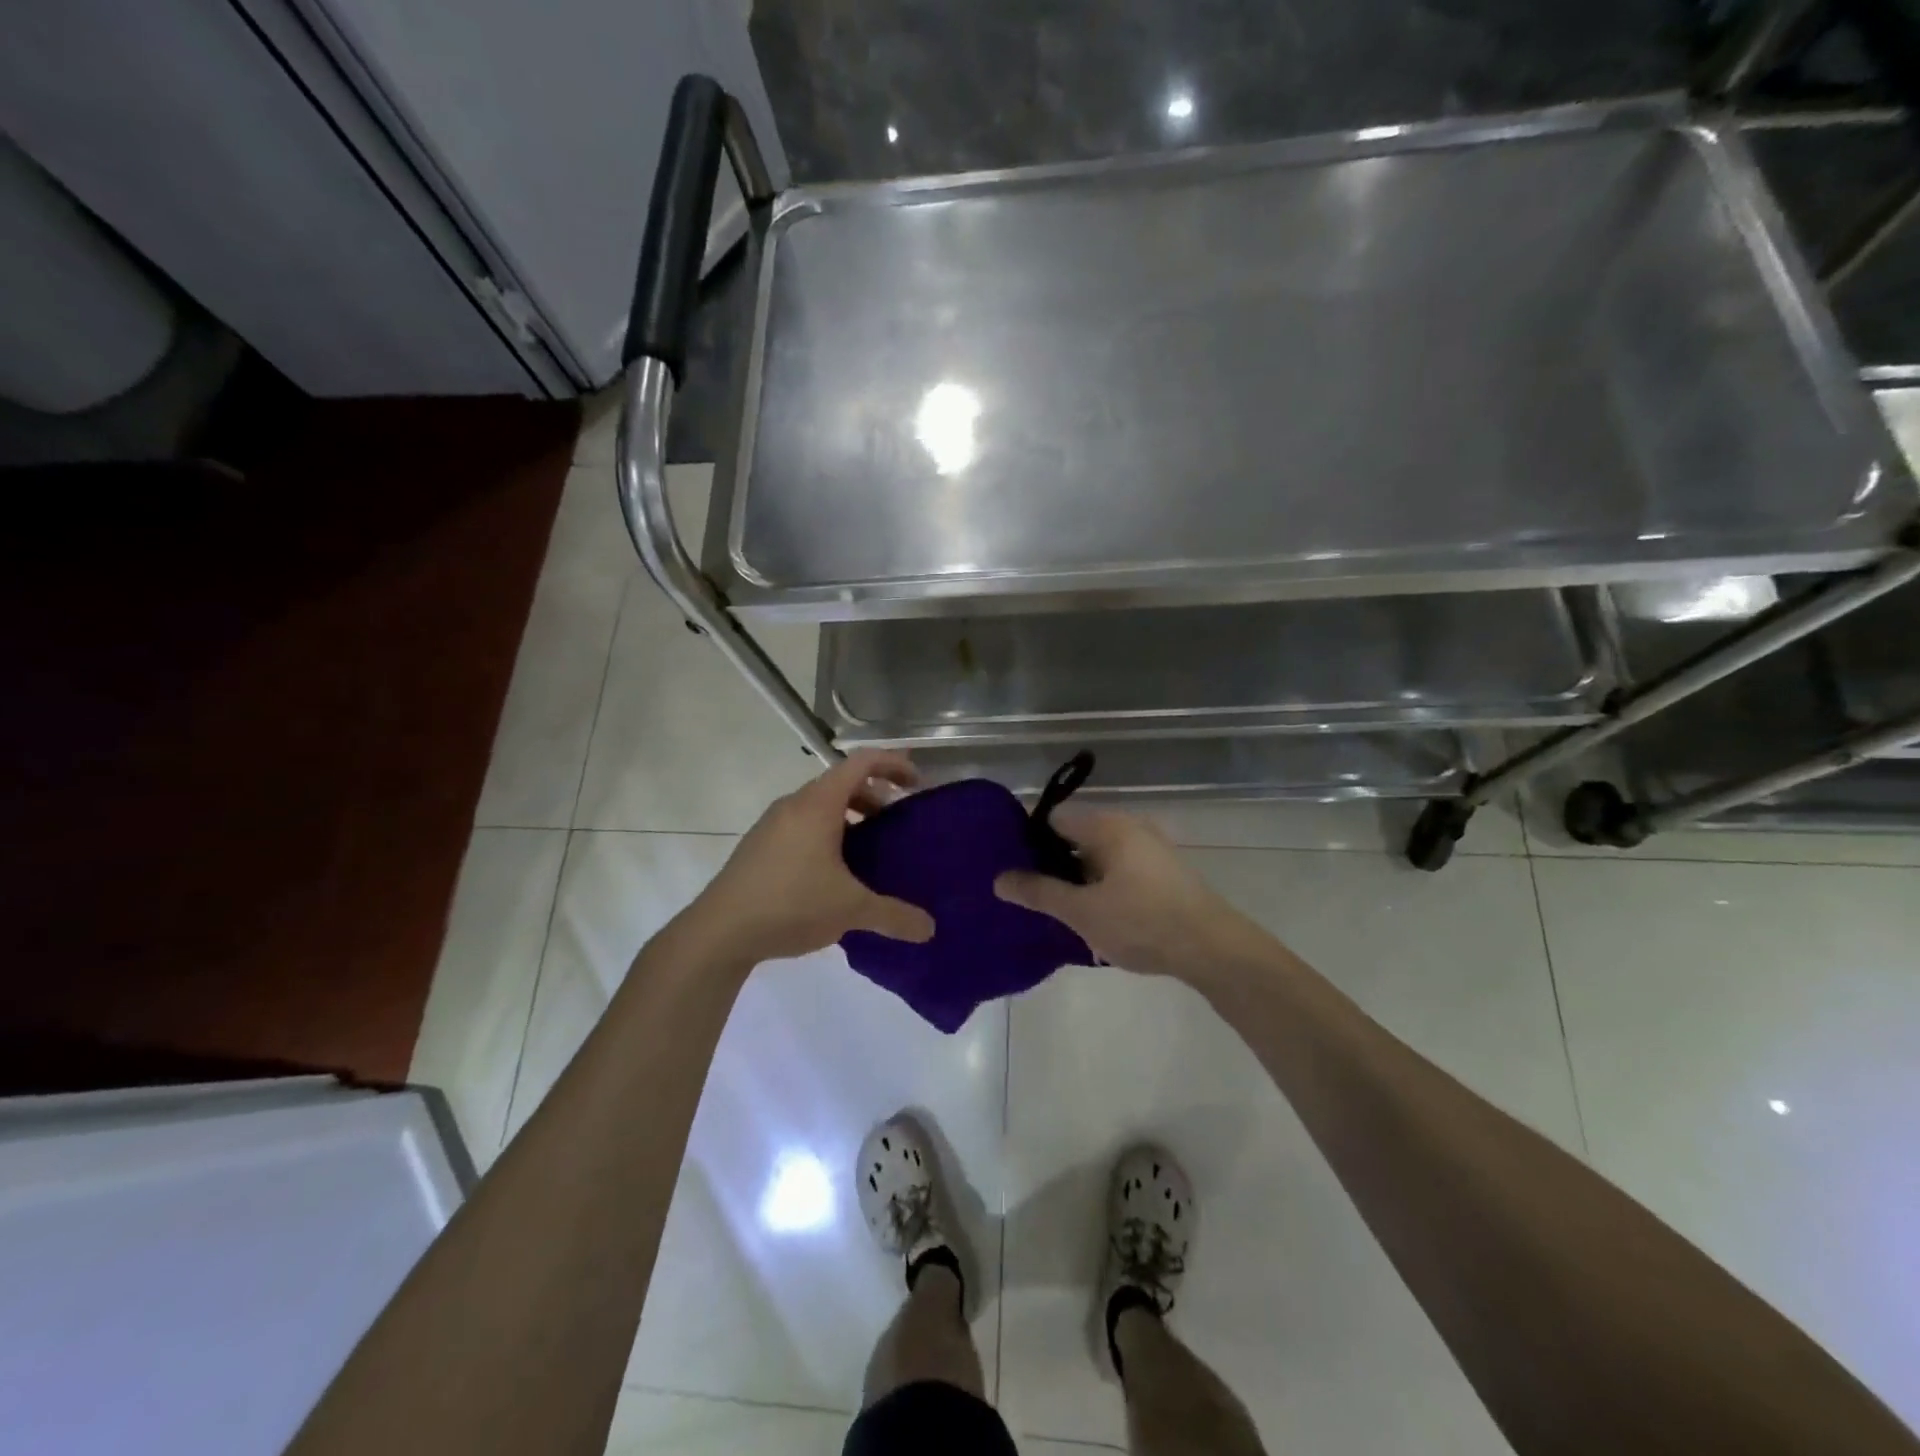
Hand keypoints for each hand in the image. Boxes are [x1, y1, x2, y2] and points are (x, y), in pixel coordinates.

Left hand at [680, 750, 936, 967]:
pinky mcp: (760, 846)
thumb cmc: (790, 904)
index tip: (916, 783)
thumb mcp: (850, 909)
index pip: (861, 762)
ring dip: (850, 815)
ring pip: (820, 805)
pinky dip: (828, 832)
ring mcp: (772, 825)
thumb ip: (893, 916)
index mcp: (818, 805)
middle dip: (875, 794)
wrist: (719, 932)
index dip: (892, 764)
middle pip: (841, 782)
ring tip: (870, 847)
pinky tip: (834, 871)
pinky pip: (802, 824)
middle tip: (898, 819)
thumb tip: (930, 929)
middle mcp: (794, 805)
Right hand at [993, 805, 1269, 982]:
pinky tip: (1097, 919)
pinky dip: (1103, 889)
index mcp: (1108, 826)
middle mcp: (1130, 827)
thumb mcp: (1082, 912)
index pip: (1054, 820)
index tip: (1012, 870)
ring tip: (1062, 913)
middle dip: (1053, 866)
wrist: (1214, 949)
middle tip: (1033, 897)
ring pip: (1099, 858)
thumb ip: (1039, 892)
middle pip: (1076, 838)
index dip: (1028, 842)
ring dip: (1079, 882)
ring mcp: (1151, 849)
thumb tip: (999, 879)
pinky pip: (1120, 872)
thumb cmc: (1142, 923)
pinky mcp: (1165, 873)